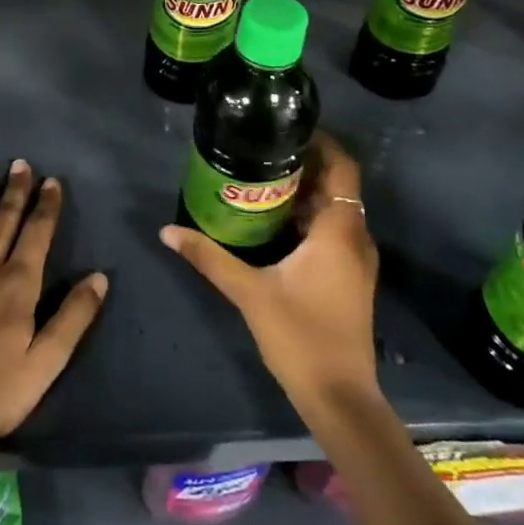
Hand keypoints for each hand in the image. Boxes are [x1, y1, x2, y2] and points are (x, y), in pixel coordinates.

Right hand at [162, 132, 378, 413]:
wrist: (340, 397)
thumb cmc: (300, 336)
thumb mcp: (249, 292)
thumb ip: (209, 257)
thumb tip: (167, 231)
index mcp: (339, 230)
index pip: (342, 166)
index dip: (320, 141)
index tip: (285, 127)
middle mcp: (355, 236)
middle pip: (337, 183)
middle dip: (303, 163)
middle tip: (261, 150)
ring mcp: (356, 259)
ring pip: (334, 208)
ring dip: (305, 191)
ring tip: (261, 178)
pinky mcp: (350, 276)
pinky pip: (332, 230)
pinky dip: (309, 216)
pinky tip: (274, 221)